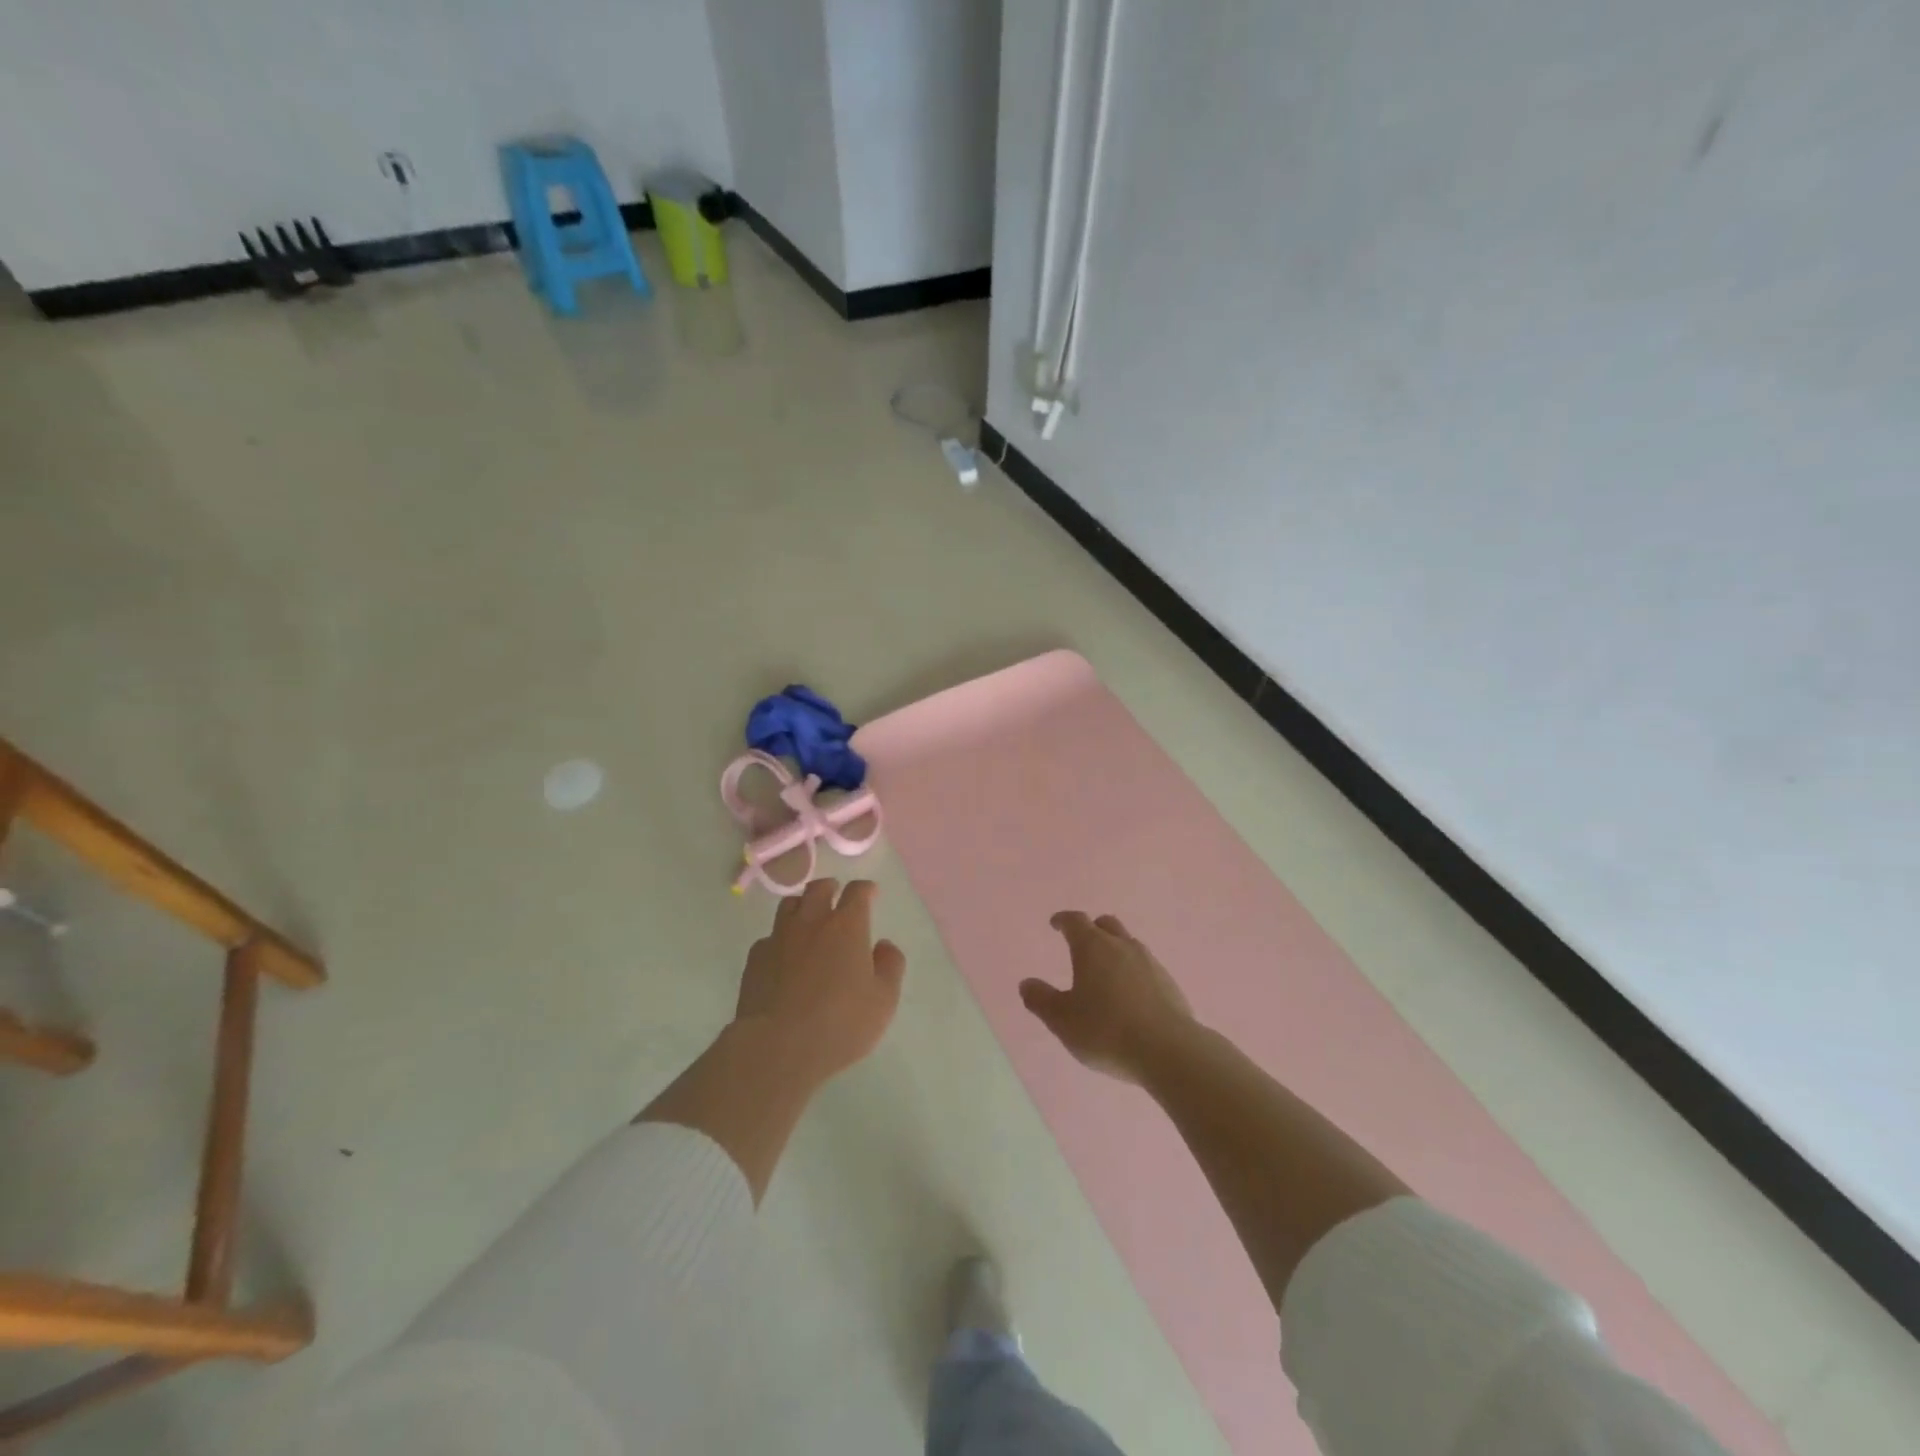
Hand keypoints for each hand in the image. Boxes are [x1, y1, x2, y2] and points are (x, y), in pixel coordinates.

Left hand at [734, 878, 906, 1086]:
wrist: (777, 1047)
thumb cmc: (840, 1024)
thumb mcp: (883, 1000)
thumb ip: (890, 966)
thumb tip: (884, 946)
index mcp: (847, 926)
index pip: (857, 892)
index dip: (866, 889)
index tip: (871, 893)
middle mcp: (811, 922)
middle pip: (818, 889)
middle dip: (831, 888)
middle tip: (837, 896)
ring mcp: (779, 938)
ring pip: (789, 905)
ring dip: (802, 906)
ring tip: (808, 919)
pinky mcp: (755, 959)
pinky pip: (769, 937)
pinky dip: (780, 938)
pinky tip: (783, 956)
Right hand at [1020, 912, 1194, 1082]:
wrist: (1168, 1050)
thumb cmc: (1106, 1030)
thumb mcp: (1063, 1020)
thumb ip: (1041, 1000)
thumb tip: (1026, 984)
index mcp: (1093, 947)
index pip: (1075, 921)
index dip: (1063, 920)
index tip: (1056, 924)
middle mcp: (1122, 946)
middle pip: (1106, 924)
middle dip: (1092, 929)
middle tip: (1081, 943)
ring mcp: (1150, 963)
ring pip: (1128, 944)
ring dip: (1115, 951)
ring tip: (1105, 973)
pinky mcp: (1169, 983)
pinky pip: (1146, 967)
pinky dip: (1133, 972)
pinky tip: (1130, 995)